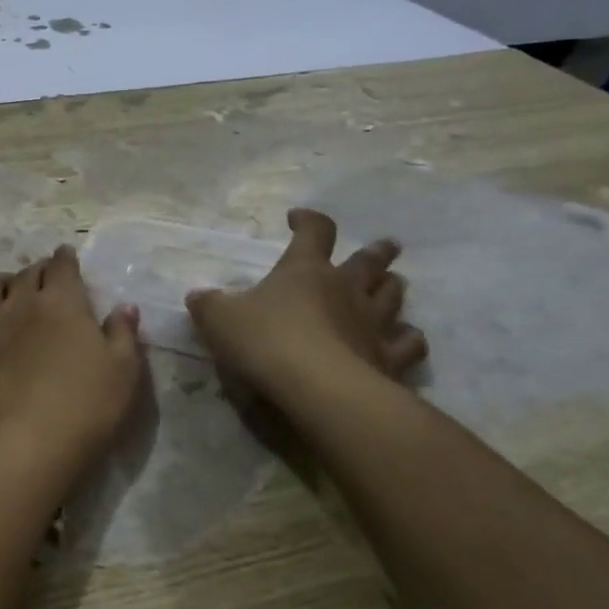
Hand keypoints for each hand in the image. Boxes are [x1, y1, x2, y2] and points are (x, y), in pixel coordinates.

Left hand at [0, 246, 142, 468]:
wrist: (22, 446)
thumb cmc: (84, 408)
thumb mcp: (124, 372)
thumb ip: (123, 334)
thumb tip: (124, 307)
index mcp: (62, 302)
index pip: (62, 266)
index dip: (66, 259)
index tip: (67, 259)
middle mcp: (20, 302)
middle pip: (26, 272)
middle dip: (36, 272)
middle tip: (43, 285)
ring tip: (3, 299)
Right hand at [185, 208, 426, 404]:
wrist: (317, 388)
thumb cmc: (266, 342)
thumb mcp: (219, 320)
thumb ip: (208, 305)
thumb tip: (198, 296)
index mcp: (306, 270)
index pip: (315, 231)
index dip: (308, 221)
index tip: (297, 219)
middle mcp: (346, 289)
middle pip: (370, 261)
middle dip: (376, 252)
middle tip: (386, 246)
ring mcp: (373, 323)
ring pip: (394, 296)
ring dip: (393, 288)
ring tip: (393, 285)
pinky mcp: (389, 359)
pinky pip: (409, 343)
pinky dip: (409, 339)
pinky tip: (405, 340)